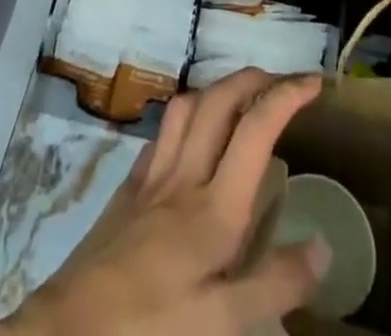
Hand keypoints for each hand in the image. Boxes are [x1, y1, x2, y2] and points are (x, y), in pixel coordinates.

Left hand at [0, 70, 326, 335]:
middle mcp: (184, 175)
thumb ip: (273, 285)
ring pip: (188, 106)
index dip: (287, 95)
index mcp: (214, 207)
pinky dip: (186, 118)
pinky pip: (162, 133)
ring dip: (219, 88)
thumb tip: (322, 245)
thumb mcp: (221, 326)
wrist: (68, 329)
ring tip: (243, 95)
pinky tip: (192, 135)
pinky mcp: (128, 188)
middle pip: (221, 100)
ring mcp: (152, 176)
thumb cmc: (151, 328)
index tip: (314, 82)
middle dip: (255, 79)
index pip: (256, 128)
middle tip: (285, 82)